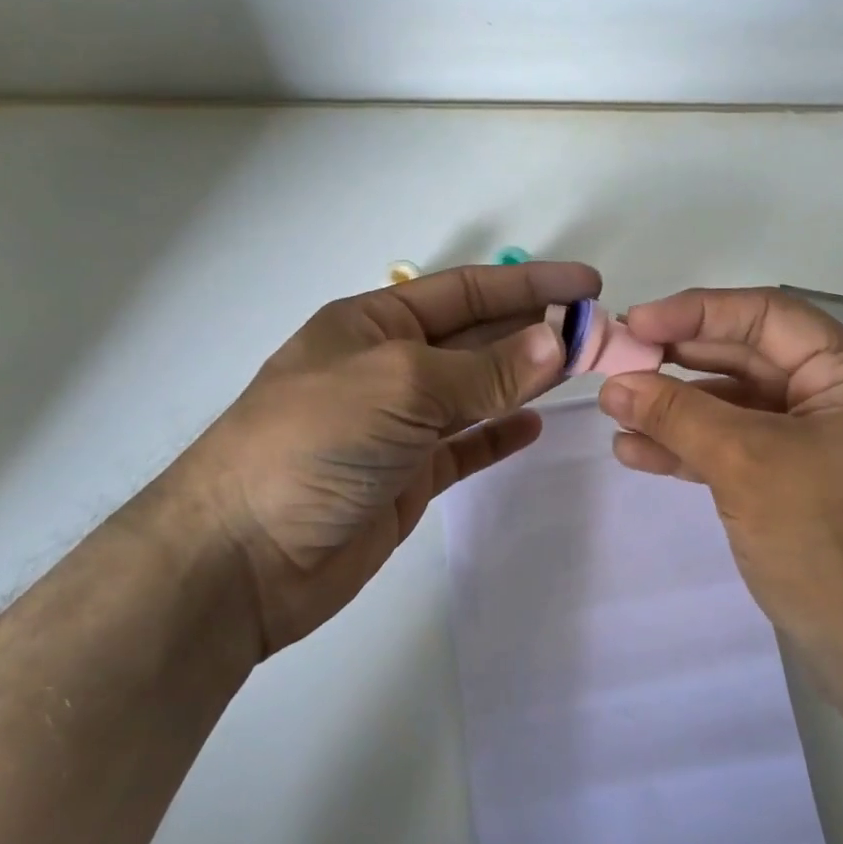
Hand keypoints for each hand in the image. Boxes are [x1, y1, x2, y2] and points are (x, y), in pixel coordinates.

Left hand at [141, 262, 599, 658]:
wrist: (241, 559)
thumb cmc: (313, 443)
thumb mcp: (400, 387)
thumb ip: (484, 370)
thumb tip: (556, 345)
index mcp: (374, 324)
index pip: (466, 291)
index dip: (529, 284)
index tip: (588, 285)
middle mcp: (387, 367)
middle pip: (476, 339)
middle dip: (536, 331)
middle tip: (601, 333)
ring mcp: (397, 425)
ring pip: (476, 391)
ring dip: (526, 378)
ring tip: (582, 369)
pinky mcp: (405, 477)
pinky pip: (464, 445)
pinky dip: (498, 434)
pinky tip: (534, 425)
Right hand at [597, 286, 842, 690]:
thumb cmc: (827, 542)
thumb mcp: (746, 464)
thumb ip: (677, 415)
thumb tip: (614, 383)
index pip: (766, 316)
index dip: (696, 312)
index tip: (635, 323)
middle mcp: (839, 396)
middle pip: (747, 358)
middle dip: (679, 361)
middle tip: (618, 359)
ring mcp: (818, 442)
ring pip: (736, 405)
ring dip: (677, 408)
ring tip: (615, 410)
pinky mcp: (798, 482)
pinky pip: (738, 447)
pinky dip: (692, 448)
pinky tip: (638, 452)